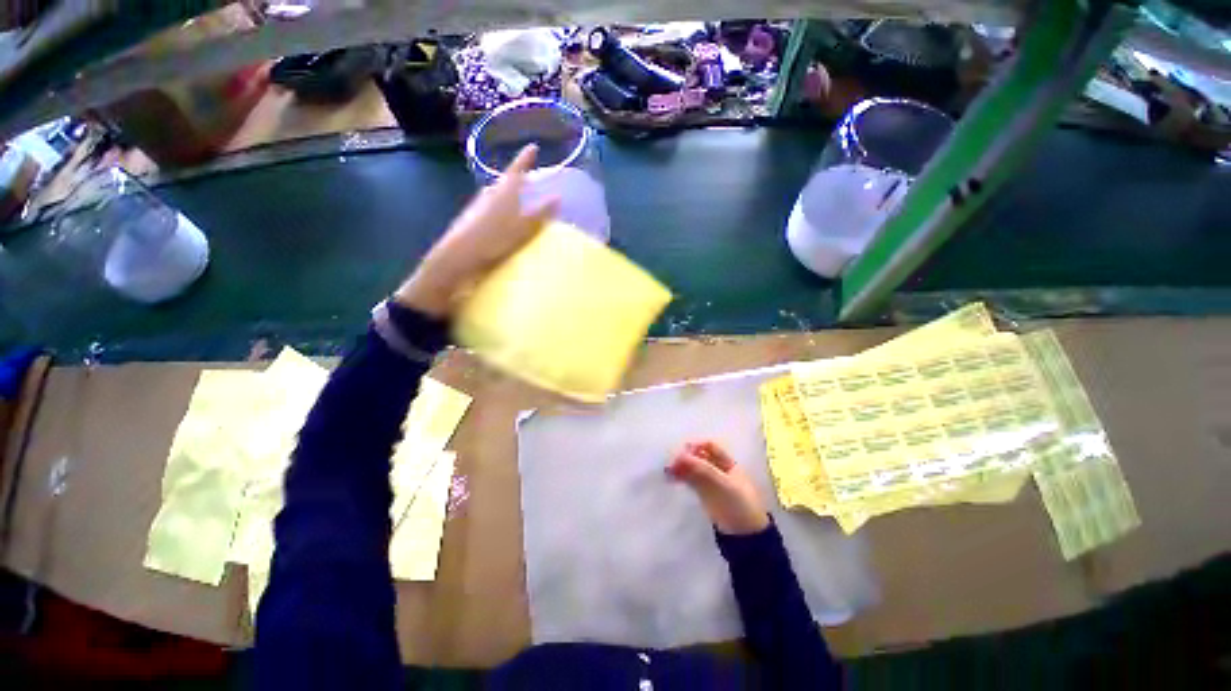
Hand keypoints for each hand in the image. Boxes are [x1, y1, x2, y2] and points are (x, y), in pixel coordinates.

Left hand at [395, 145, 558, 317]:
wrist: (461, 254)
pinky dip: (499, 209)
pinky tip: (502, 220)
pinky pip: (490, 208)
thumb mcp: (525, 227)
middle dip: (517, 179)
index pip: (518, 168)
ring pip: (496, 194)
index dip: (526, 158)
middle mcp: (490, 192)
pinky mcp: (472, 218)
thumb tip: (557, 197)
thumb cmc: (496, 238)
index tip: (533, 147)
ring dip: (507, 195)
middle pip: (506, 181)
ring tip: (517, 202)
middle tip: (528, 181)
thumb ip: (542, 212)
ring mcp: (478, 204)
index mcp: (505, 190)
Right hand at [668, 441, 769, 535]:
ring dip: (681, 467)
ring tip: (668, 471)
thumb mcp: (722, 483)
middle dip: (686, 457)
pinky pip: (690, 480)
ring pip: (693, 469)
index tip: (683, 451)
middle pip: (700, 457)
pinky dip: (681, 477)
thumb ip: (702, 468)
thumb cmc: (738, 504)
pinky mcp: (704, 494)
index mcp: (728, 463)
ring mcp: (710, 482)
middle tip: (672, 462)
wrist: (744, 535)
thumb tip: (680, 455)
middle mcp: (718, 469)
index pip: (710, 447)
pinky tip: (672, 478)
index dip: (696, 446)